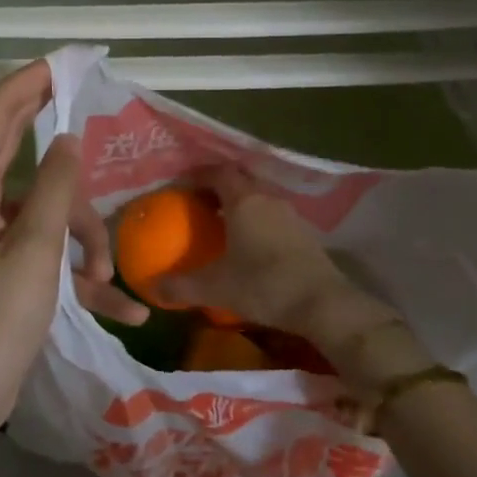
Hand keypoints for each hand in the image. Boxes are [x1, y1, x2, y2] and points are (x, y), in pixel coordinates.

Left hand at [0, 62, 138, 452]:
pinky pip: (39, 248)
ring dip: (80, 235)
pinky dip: (72, 268)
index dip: (24, 84)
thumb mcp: (34, 254)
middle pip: (12, 147)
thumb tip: (67, 139)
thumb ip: (53, 190)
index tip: (61, 64)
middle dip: (54, 137)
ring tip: (110, 278)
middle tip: (87, 106)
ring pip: (40, 208)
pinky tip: (119, 305)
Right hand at [155, 165, 353, 328]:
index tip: (181, 186)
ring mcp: (290, 215)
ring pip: (259, 197)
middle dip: (218, 187)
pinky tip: (251, 244)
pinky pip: (273, 215)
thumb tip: (152, 288)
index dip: (199, 174)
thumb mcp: (216, 288)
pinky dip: (258, 220)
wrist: (324, 304)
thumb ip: (182, 286)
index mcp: (243, 200)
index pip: (218, 172)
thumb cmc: (264, 285)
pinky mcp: (305, 233)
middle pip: (239, 180)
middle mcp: (267, 199)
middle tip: (198, 203)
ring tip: (222, 223)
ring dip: (240, 204)